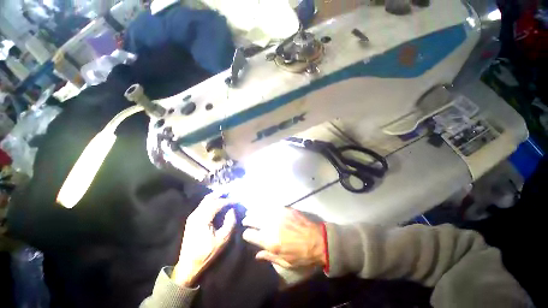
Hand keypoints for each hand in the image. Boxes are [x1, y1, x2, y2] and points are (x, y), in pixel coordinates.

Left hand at [172, 192, 236, 286]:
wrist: (188, 264)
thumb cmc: (207, 252)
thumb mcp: (223, 239)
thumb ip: (230, 222)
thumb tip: (232, 210)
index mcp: (202, 218)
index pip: (218, 203)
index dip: (229, 201)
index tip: (237, 201)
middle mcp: (196, 214)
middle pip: (210, 197)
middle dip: (221, 193)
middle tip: (231, 191)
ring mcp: (193, 216)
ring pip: (205, 200)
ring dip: (216, 196)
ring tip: (227, 194)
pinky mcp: (192, 219)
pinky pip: (203, 205)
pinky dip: (212, 201)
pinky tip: (218, 202)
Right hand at [242, 208, 325, 268]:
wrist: (318, 240)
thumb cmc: (302, 255)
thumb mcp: (285, 262)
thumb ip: (269, 257)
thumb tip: (257, 255)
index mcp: (270, 242)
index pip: (250, 235)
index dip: (247, 235)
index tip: (247, 234)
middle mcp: (271, 227)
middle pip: (253, 220)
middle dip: (247, 220)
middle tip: (246, 220)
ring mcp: (279, 216)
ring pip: (261, 211)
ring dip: (254, 211)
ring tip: (250, 212)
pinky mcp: (285, 209)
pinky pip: (271, 206)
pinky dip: (265, 207)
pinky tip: (263, 207)